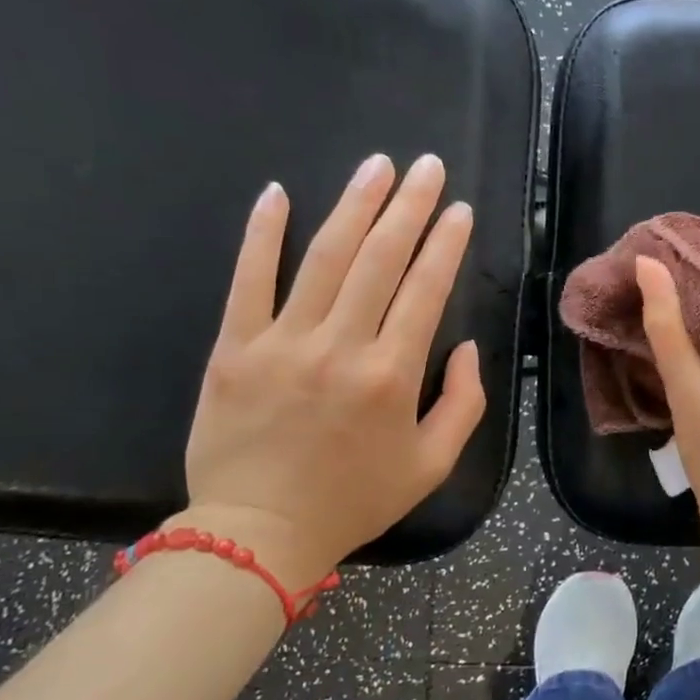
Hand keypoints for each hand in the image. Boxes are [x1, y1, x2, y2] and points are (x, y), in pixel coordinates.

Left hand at [174, 154, 485, 589]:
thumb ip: (463, 403)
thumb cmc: (354, 499)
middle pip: (380, 259)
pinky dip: (263, 234)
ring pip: (324, 258)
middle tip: (426, 166)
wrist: (258, 533)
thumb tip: (464, 347)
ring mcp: (283, 343)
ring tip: (376, 166)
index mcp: (392, 376)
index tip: (459, 210)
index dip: (446, 244)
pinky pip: (248, 280)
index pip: (425, 290)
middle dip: (409, 206)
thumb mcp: (432, 465)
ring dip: (354, 205)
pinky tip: (278, 193)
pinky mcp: (235, 348)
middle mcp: (341, 347)